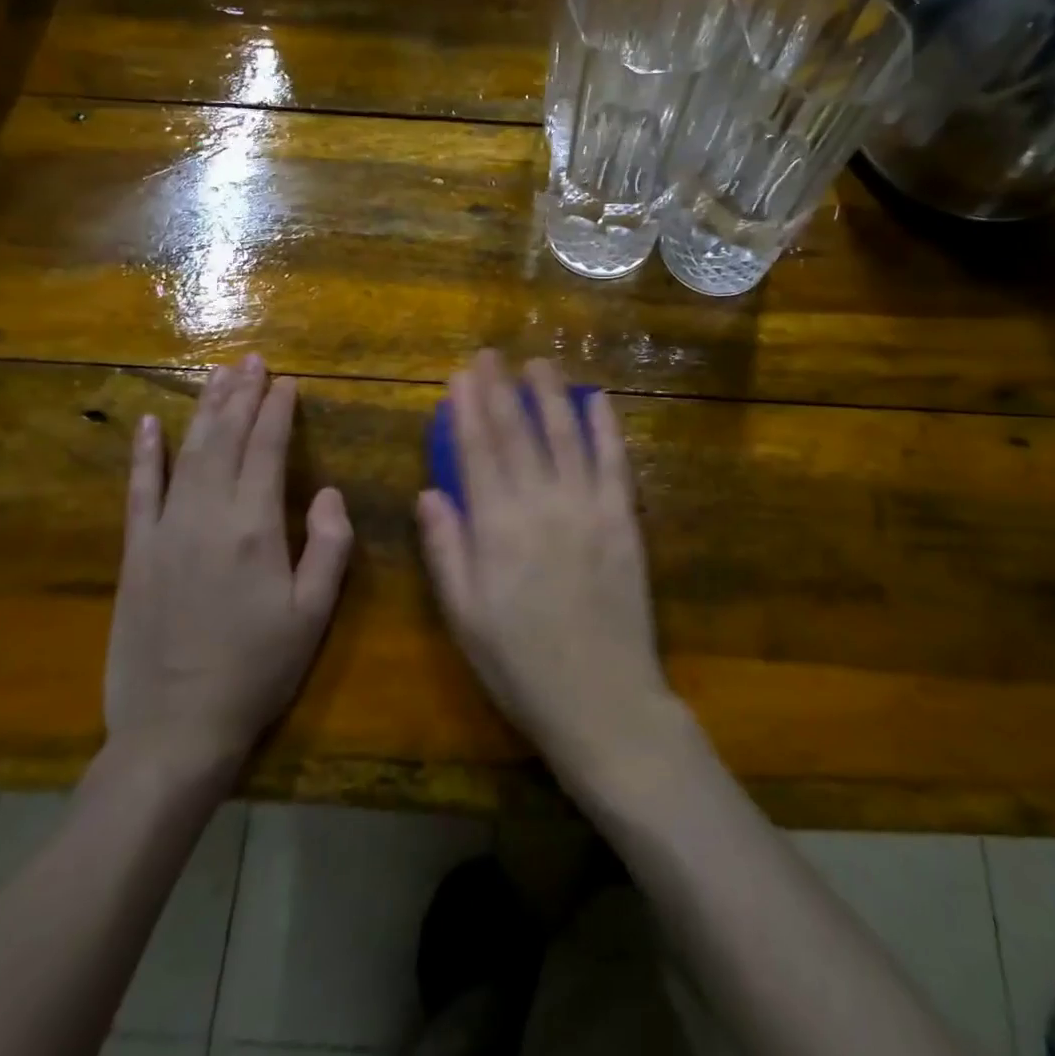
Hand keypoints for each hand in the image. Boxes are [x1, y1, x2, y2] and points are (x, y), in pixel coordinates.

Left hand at [107, 355, 353, 783]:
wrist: (174, 729)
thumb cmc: (257, 670)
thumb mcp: (314, 614)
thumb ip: (329, 546)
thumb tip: (327, 491)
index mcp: (255, 528)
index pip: (267, 449)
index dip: (278, 410)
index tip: (287, 381)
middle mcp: (207, 516)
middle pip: (225, 438)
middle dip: (241, 394)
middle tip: (252, 359)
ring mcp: (164, 531)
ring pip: (187, 453)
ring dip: (205, 410)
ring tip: (219, 375)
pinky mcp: (135, 553)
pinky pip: (139, 491)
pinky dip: (144, 454)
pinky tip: (150, 424)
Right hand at [416, 352, 674, 777]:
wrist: (603, 702)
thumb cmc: (521, 666)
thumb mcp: (465, 617)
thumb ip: (446, 551)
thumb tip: (430, 492)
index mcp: (496, 528)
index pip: (477, 451)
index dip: (467, 409)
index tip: (460, 375)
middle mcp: (541, 505)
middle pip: (518, 433)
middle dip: (501, 389)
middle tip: (490, 354)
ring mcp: (588, 508)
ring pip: (566, 436)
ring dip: (551, 395)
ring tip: (539, 363)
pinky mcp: (624, 520)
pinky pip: (615, 463)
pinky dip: (606, 428)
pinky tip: (597, 400)